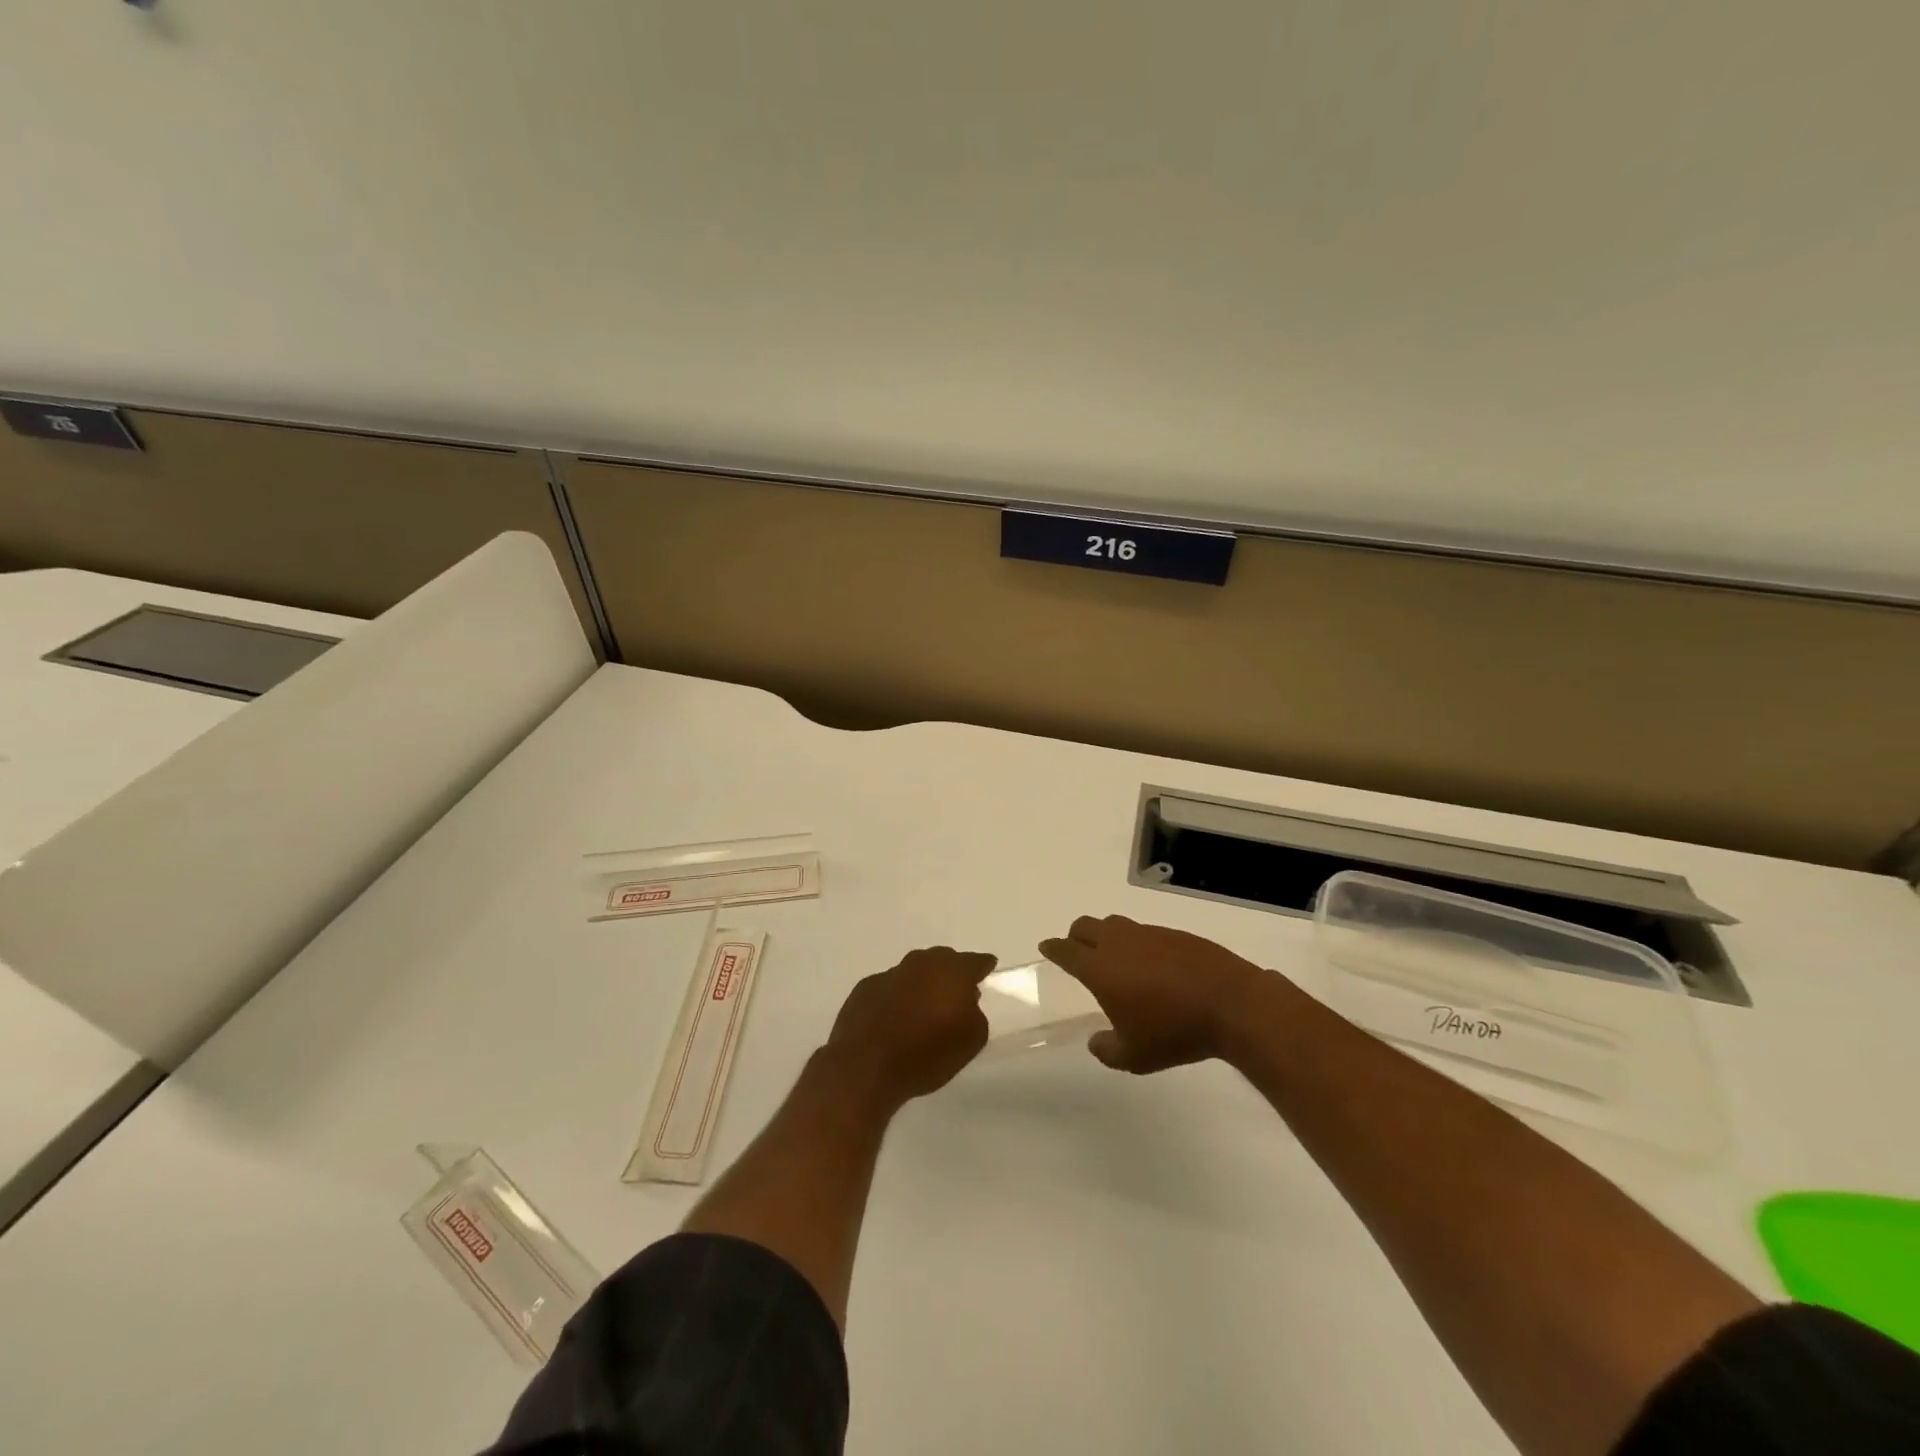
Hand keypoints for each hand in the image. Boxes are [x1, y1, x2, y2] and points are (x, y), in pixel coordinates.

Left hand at [824, 946, 996, 1106]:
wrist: (865, 1066)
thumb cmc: (926, 1054)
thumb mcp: (972, 1041)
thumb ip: (976, 1014)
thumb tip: (966, 1003)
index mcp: (952, 971)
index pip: (975, 961)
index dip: (983, 966)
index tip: (988, 970)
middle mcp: (921, 963)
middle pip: (943, 960)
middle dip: (951, 973)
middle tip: (955, 994)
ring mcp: (890, 973)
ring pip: (914, 971)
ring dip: (922, 984)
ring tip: (924, 1008)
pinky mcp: (865, 987)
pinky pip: (890, 987)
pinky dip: (897, 997)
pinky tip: (895, 1019)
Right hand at [1040, 915, 1264, 1072]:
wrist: (1232, 1004)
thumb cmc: (1174, 1032)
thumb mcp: (1134, 1057)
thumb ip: (1106, 1049)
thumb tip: (1096, 1040)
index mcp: (1100, 968)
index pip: (1066, 950)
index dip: (1053, 948)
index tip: (1046, 947)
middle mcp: (1119, 943)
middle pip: (1086, 926)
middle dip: (1075, 936)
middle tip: (1077, 952)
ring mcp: (1149, 934)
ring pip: (1115, 924)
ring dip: (1106, 936)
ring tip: (1114, 958)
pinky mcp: (1176, 934)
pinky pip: (1144, 932)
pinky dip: (1137, 943)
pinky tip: (1151, 965)